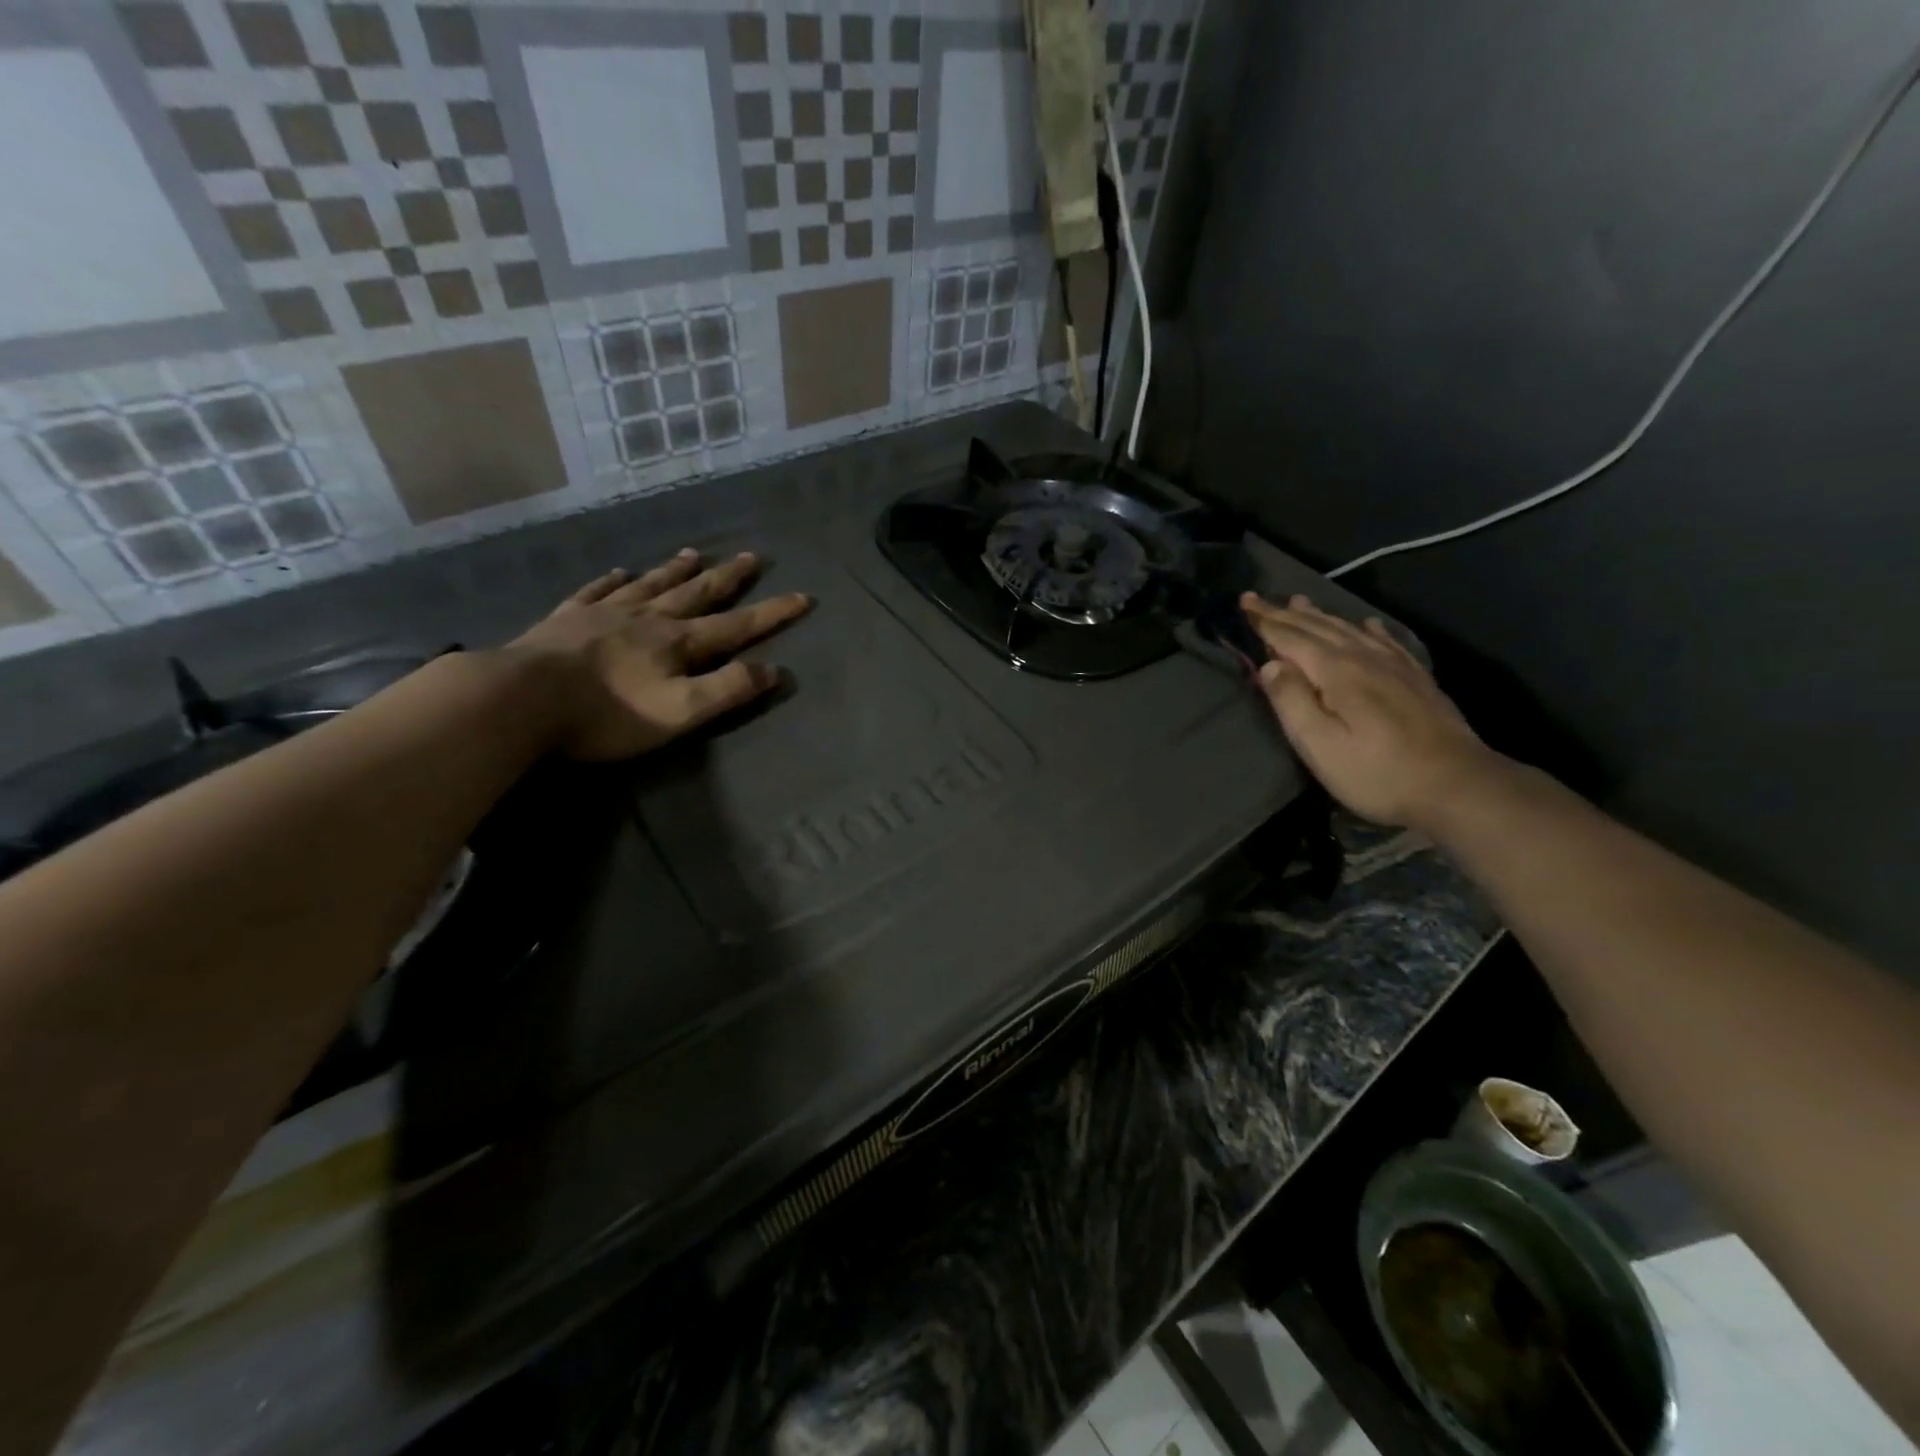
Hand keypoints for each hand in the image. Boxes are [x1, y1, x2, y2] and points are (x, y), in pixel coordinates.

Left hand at [506, 550, 811, 760]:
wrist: (521, 699)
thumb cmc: (608, 713)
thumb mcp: (681, 711)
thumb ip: (728, 689)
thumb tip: (773, 669)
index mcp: (678, 642)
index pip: (737, 625)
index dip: (773, 613)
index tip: (804, 596)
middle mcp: (647, 618)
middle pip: (696, 593)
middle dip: (728, 577)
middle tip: (752, 556)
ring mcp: (604, 613)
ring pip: (650, 585)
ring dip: (676, 570)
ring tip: (694, 552)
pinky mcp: (566, 620)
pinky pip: (596, 591)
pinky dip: (612, 580)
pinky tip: (619, 572)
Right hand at [1241, 593, 1506, 830]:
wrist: (1456, 785)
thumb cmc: (1376, 772)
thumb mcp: (1319, 745)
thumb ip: (1291, 701)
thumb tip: (1270, 665)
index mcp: (1336, 671)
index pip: (1290, 637)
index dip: (1264, 621)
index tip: (1243, 602)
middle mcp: (1364, 657)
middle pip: (1317, 627)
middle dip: (1284, 612)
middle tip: (1256, 598)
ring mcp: (1394, 666)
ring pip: (1348, 629)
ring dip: (1319, 615)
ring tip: (1299, 601)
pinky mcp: (1415, 679)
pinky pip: (1385, 641)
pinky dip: (1367, 629)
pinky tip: (1366, 624)